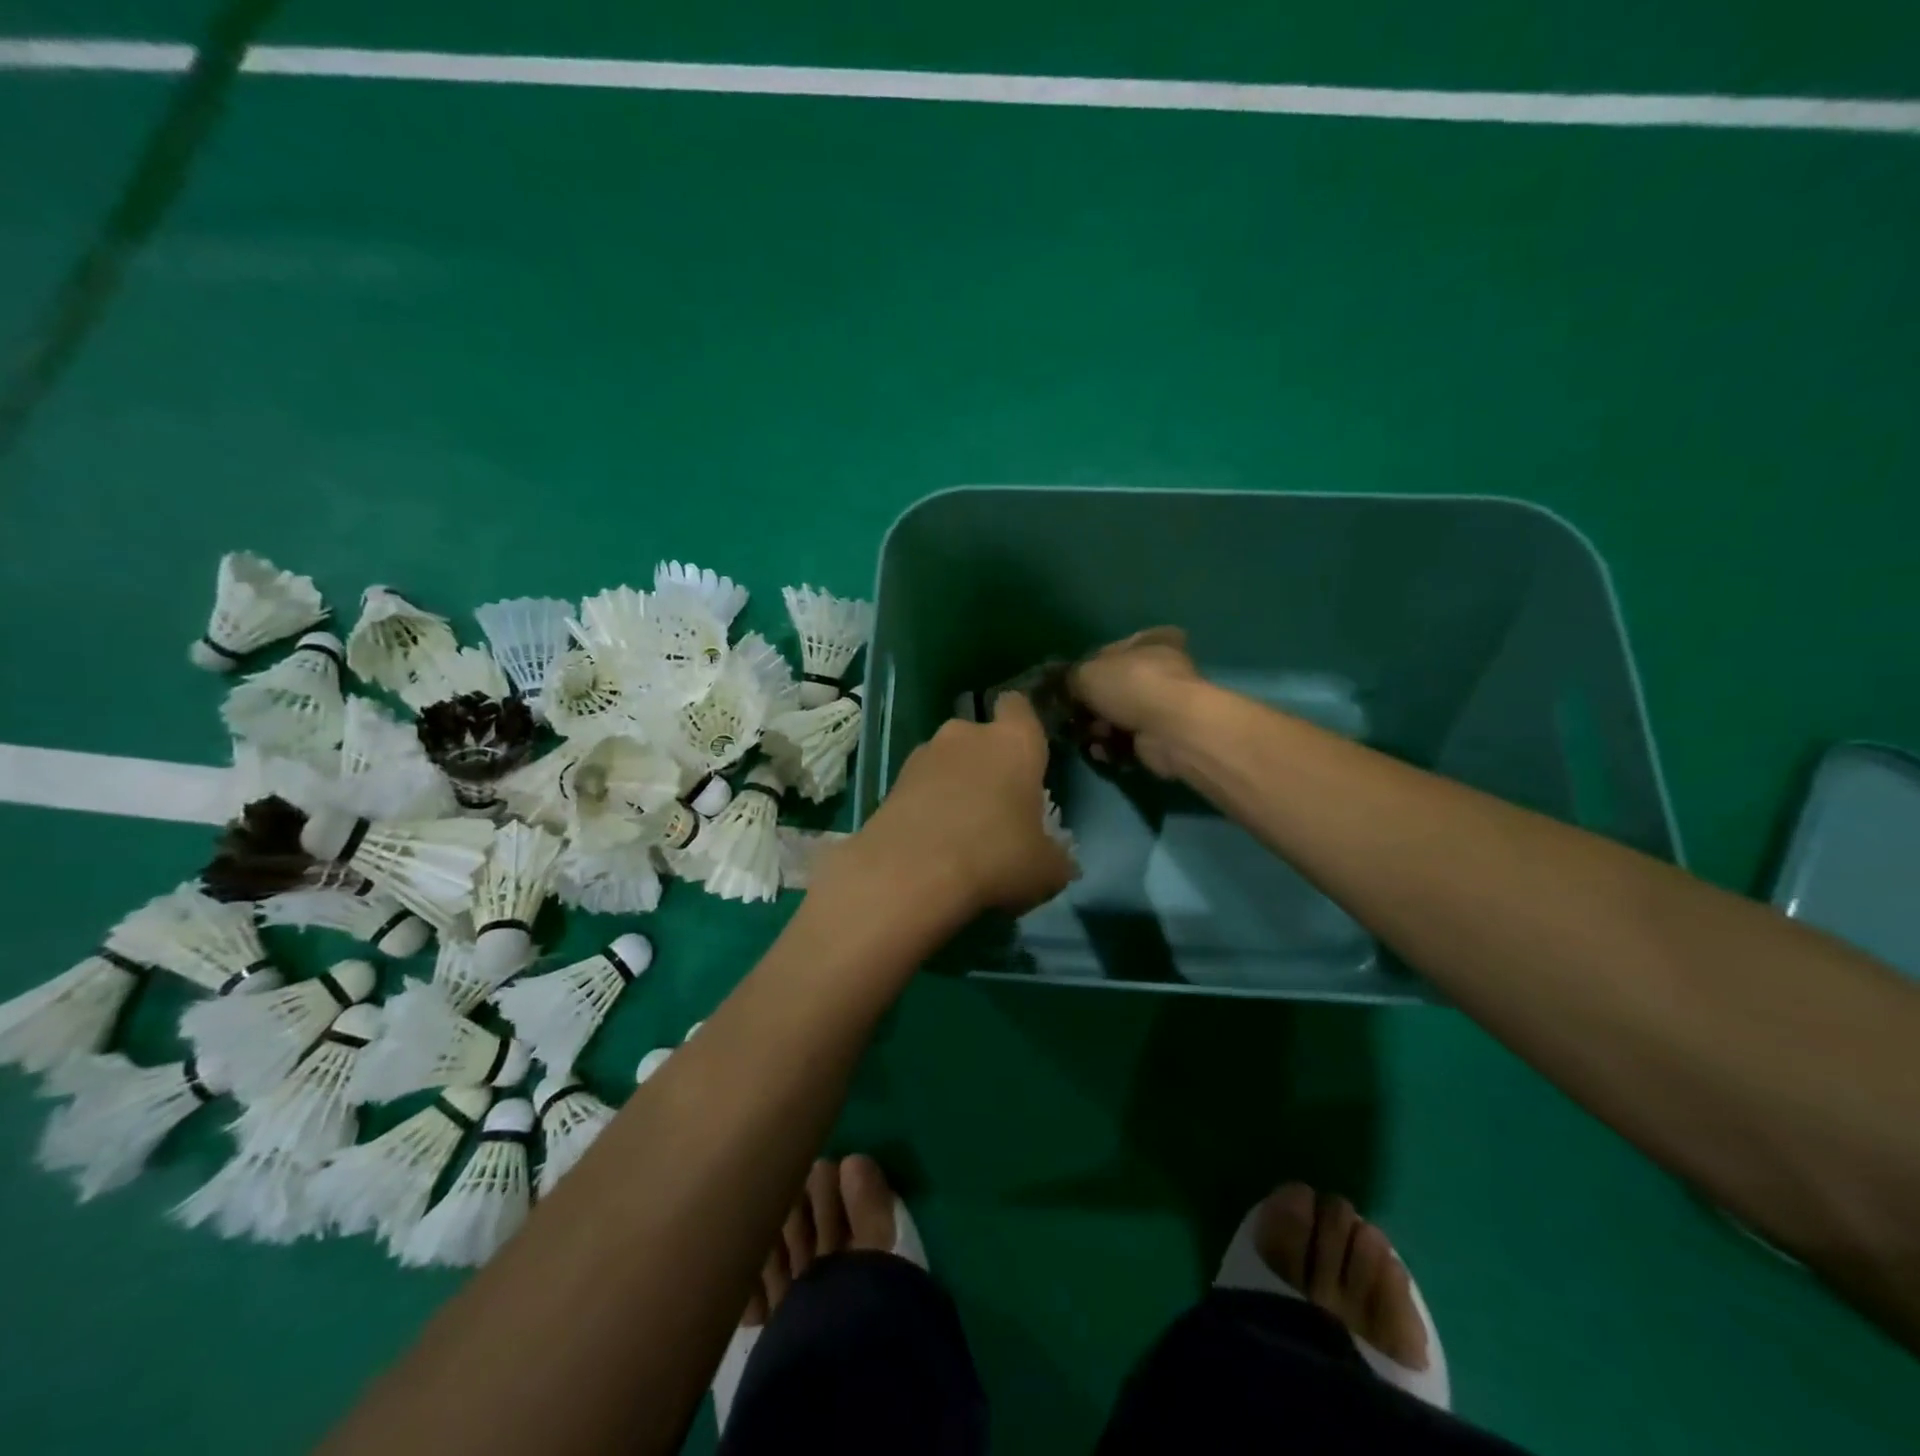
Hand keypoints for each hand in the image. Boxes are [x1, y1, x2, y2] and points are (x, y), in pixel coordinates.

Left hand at [821, 693, 1074, 921]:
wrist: (910, 873)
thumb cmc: (995, 856)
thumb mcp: (1046, 869)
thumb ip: (1056, 856)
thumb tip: (1058, 861)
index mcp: (1014, 741)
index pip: (1019, 706)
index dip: (1022, 723)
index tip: (1027, 751)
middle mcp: (966, 734)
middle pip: (980, 735)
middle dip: (987, 762)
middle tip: (997, 804)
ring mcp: (923, 754)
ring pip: (946, 760)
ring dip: (954, 783)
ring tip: (960, 829)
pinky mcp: (891, 781)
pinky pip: (920, 786)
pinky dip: (926, 804)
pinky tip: (931, 841)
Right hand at [1069, 627, 1205, 777]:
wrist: (1169, 729)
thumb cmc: (1131, 685)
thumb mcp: (1086, 672)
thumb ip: (1070, 678)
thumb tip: (1066, 688)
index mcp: (1150, 642)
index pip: (1113, 650)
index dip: (1089, 666)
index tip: (1073, 683)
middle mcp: (1160, 671)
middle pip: (1114, 688)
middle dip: (1091, 705)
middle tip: (1073, 714)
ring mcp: (1163, 707)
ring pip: (1118, 717)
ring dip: (1098, 729)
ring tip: (1087, 735)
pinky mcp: (1161, 738)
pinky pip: (1127, 742)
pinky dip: (1112, 747)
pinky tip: (1101, 750)